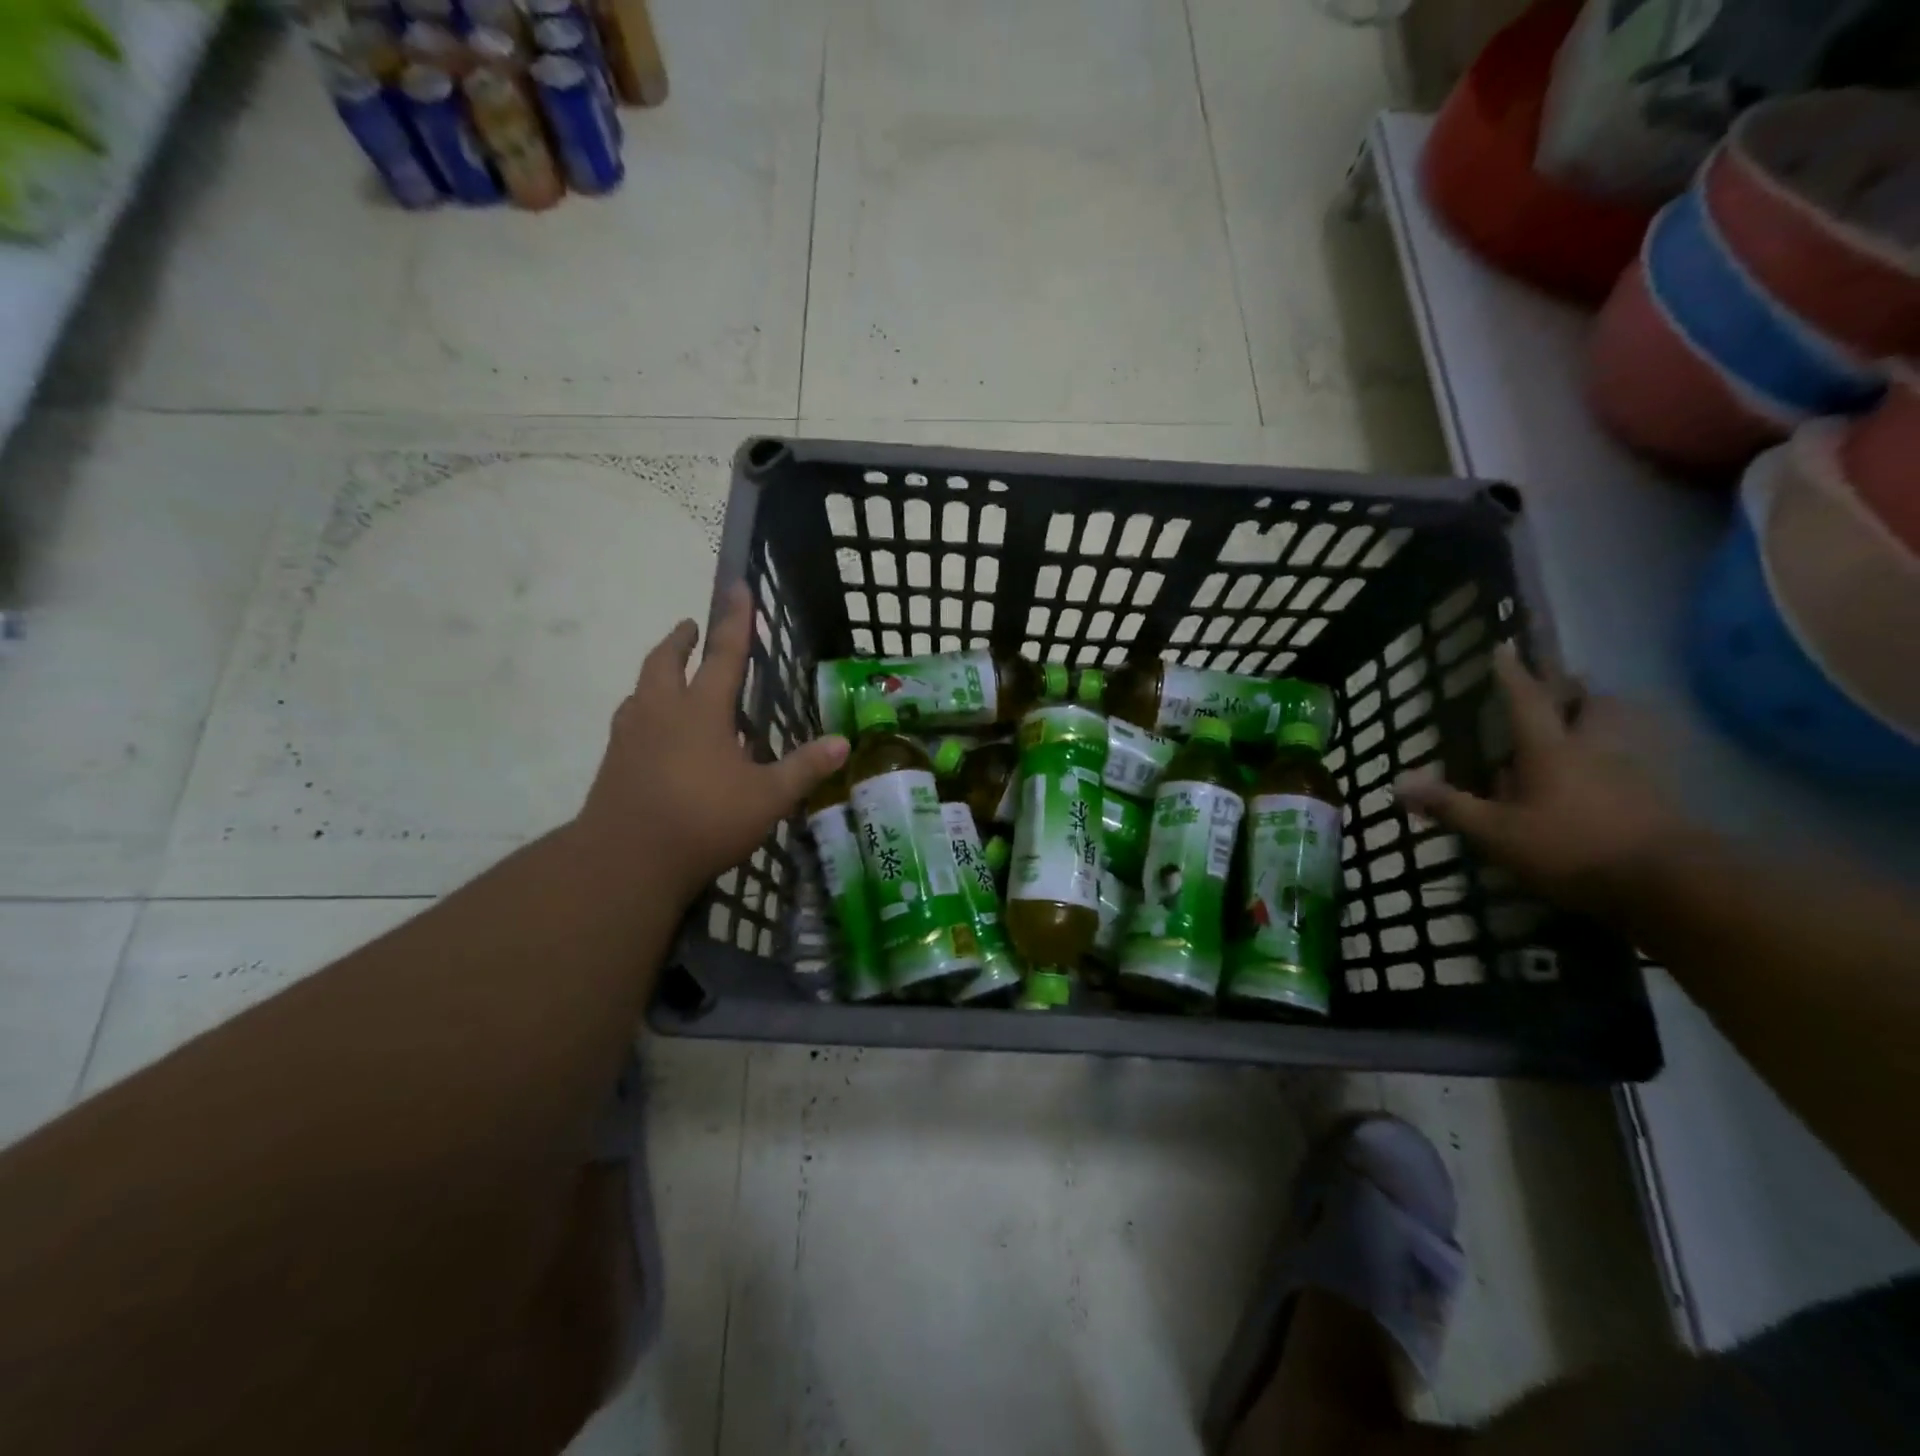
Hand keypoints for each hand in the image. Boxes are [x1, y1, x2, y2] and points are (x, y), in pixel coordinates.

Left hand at [576, 584, 848, 904]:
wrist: (624, 860)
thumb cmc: (702, 820)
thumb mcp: (767, 797)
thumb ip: (804, 768)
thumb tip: (844, 743)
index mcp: (700, 711)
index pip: (722, 654)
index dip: (734, 620)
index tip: (736, 587)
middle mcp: (660, 712)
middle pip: (665, 661)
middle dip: (681, 639)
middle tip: (691, 627)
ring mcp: (630, 736)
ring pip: (641, 687)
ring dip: (658, 670)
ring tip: (669, 674)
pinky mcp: (613, 762)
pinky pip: (630, 719)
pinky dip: (645, 708)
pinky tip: (654, 730)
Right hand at [1395, 644, 1679, 917]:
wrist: (1669, 883)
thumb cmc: (1570, 848)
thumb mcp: (1496, 832)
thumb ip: (1450, 806)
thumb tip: (1398, 783)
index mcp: (1550, 749)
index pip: (1527, 700)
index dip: (1512, 674)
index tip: (1504, 647)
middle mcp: (1594, 748)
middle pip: (1593, 703)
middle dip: (1576, 691)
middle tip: (1559, 691)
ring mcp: (1634, 771)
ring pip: (1621, 728)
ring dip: (1603, 719)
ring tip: (1583, 729)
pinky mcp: (1660, 797)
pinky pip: (1636, 761)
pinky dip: (1619, 758)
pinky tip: (1605, 778)